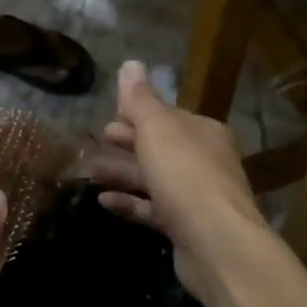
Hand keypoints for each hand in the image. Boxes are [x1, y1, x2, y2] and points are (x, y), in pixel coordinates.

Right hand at [90, 61, 268, 303]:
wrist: (216, 243)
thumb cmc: (185, 174)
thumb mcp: (157, 128)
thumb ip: (140, 99)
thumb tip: (130, 64)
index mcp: (202, 132)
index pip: (166, 117)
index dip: (136, 115)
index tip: (107, 117)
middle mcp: (204, 161)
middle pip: (160, 147)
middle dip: (128, 143)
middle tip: (96, 140)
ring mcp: (196, 197)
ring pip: (154, 179)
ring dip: (122, 173)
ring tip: (90, 171)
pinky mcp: (185, 228)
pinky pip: (152, 210)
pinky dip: (129, 203)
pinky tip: (102, 201)